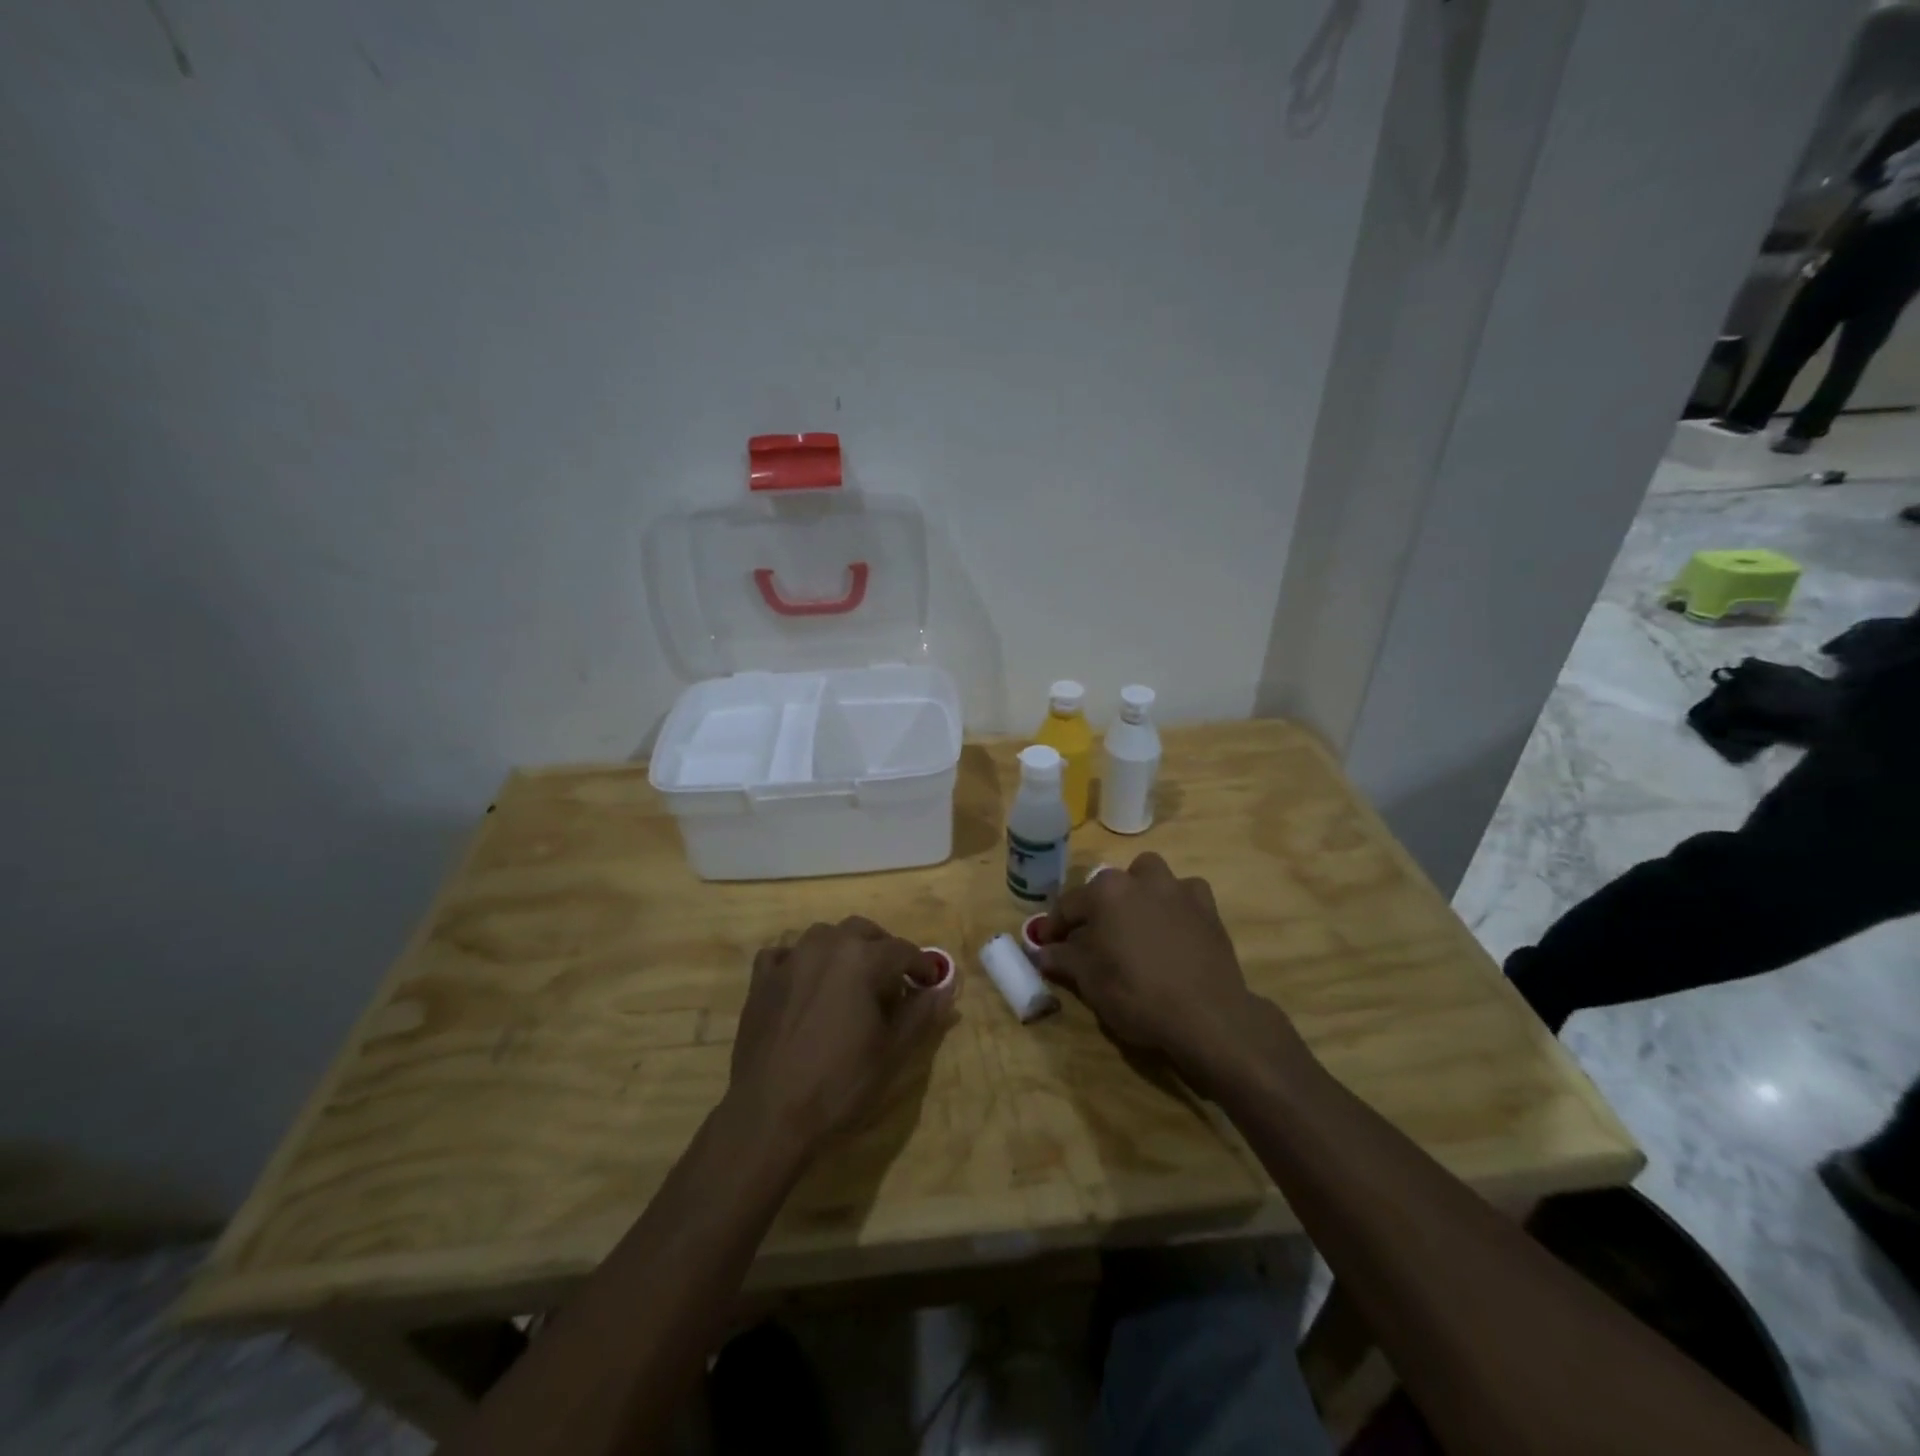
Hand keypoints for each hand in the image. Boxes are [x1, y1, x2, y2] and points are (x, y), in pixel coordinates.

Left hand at [725, 917, 954, 1160]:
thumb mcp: (892, 1053)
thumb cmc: (839, 1084)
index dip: (922, 966)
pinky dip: (800, 960)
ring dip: (843, 948)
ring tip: (851, 980)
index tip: (930, 984)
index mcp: (861, 959)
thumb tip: (944, 989)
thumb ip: (921, 1014)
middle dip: (883, 949)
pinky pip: (784, 954)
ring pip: (823, 935)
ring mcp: (789, 960)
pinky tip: (804, 984)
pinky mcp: (761, 981)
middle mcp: (825, 946)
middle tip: (893, 980)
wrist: (769, 1115)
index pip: (903, 950)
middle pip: (863, 931)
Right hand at [1039, 853, 1302, 1095]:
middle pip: (1109, 886)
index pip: (1068, 905)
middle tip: (1092, 937)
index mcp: (1106, 892)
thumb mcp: (1090, 981)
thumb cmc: (1137, 995)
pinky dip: (1175, 905)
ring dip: (1138, 893)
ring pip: (1150, 877)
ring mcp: (1178, 890)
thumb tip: (1042, 951)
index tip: (1045, 943)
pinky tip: (1173, 928)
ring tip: (1135, 924)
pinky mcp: (1208, 908)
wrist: (1206, 1015)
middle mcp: (1141, 880)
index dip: (1054, 926)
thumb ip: (1063, 959)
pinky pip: (1185, 895)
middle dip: (1097, 906)